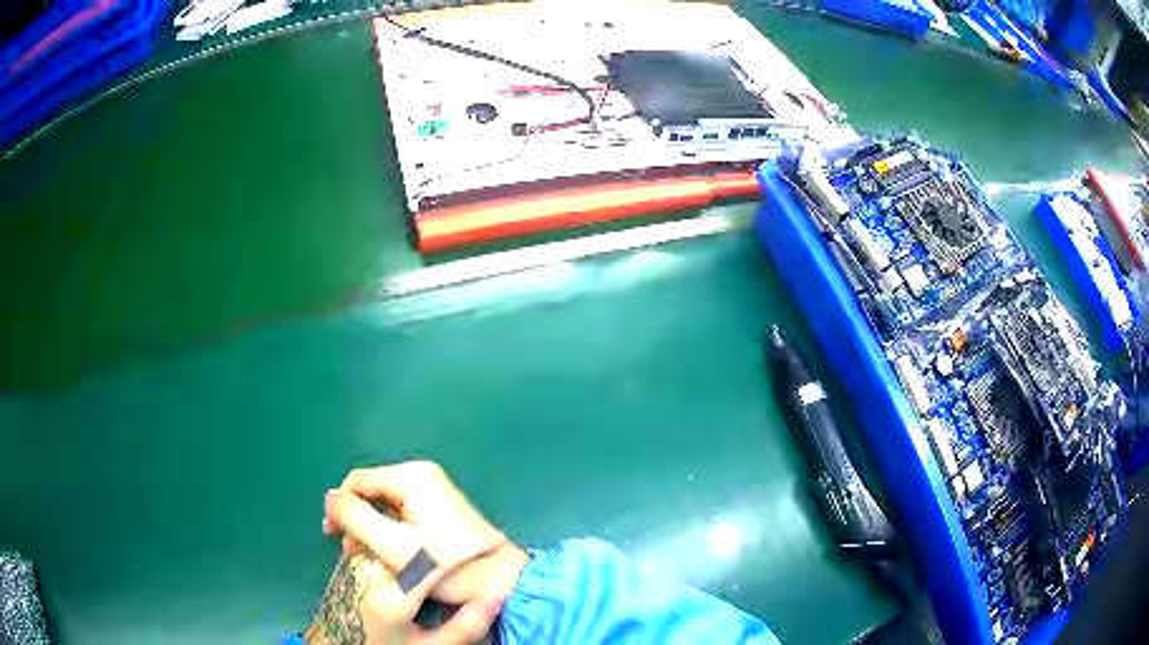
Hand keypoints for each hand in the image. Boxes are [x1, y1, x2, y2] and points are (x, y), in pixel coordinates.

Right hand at [313, 461, 528, 642]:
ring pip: (386, 505)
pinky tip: (390, 555)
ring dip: (372, 530)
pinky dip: (390, 532)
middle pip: (372, 493)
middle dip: (357, 521)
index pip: (357, 481)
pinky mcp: (442, 509)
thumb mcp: (393, 545)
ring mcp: (435, 492)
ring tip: (369, 557)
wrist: (501, 582)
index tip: (331, 537)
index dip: (339, 507)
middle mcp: (423, 476)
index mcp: (412, 477)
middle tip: (352, 553)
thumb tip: (330, 497)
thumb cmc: (446, 567)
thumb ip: (355, 518)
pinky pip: (403, 514)